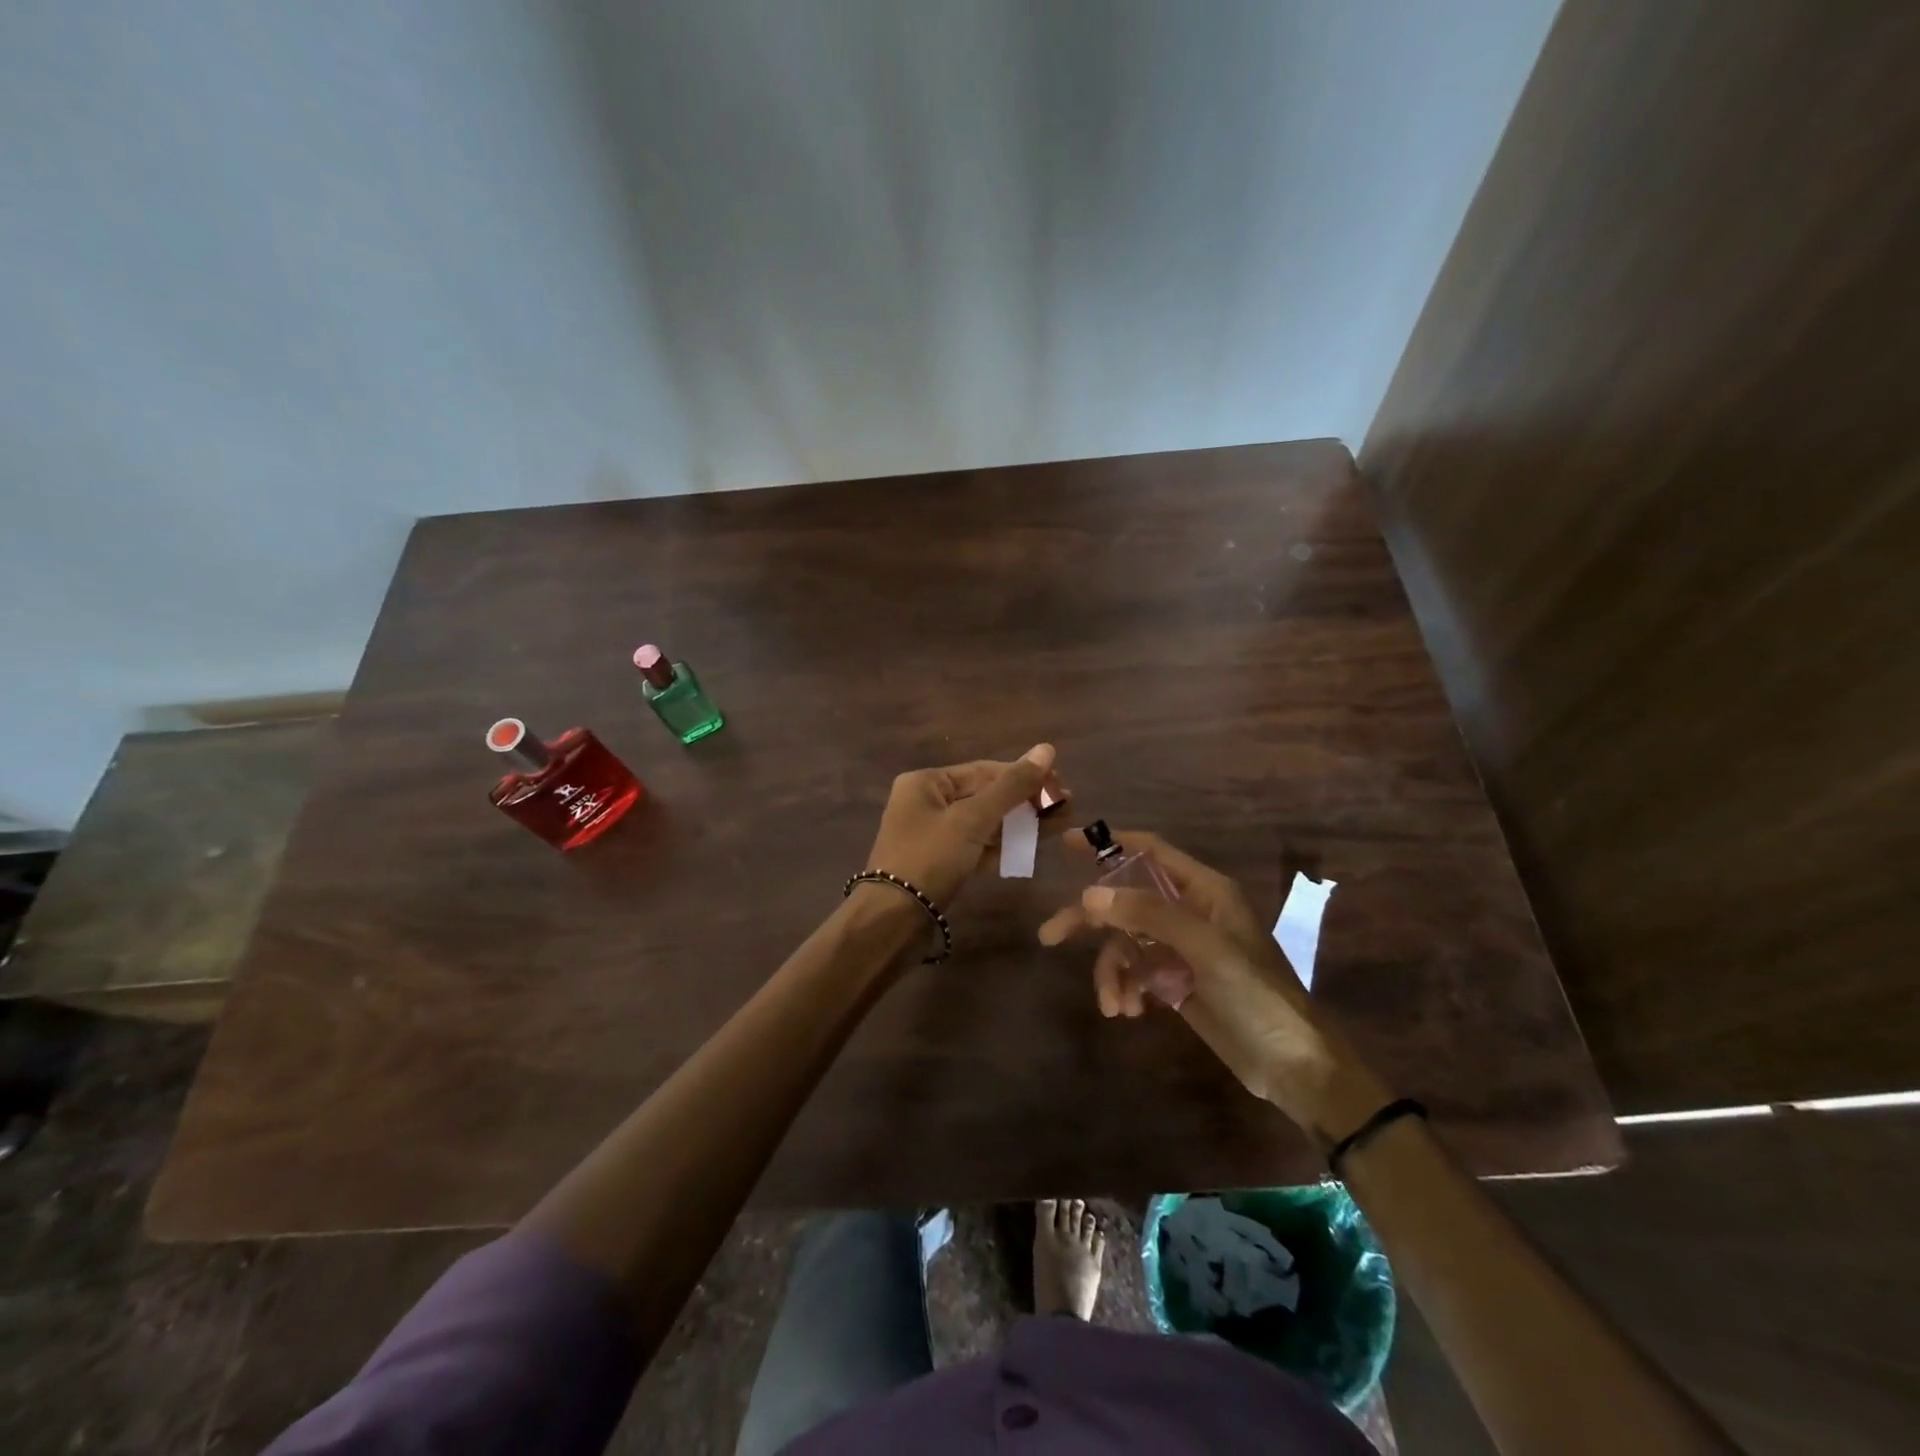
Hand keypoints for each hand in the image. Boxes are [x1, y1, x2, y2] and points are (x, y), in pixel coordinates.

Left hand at [864, 744, 1058, 908]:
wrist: (894, 921)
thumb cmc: (929, 858)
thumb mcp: (972, 819)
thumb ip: (1012, 787)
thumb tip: (1047, 749)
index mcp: (926, 782)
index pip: (984, 770)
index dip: (1023, 775)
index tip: (1060, 785)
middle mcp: (928, 803)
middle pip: (986, 795)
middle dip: (1026, 800)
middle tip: (1067, 804)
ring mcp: (935, 835)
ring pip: (985, 822)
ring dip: (1021, 822)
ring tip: (1061, 822)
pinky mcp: (943, 863)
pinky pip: (979, 845)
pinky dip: (1005, 844)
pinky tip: (1035, 844)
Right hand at [1038, 830, 1390, 1140]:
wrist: (1293, 1066)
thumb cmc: (1257, 995)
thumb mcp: (1205, 948)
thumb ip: (1150, 915)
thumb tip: (1090, 894)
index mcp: (1204, 891)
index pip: (1150, 852)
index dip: (1110, 844)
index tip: (1068, 844)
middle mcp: (1189, 912)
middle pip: (1127, 901)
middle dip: (1091, 920)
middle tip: (1051, 935)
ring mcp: (1181, 949)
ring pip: (1126, 943)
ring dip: (1112, 971)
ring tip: (1113, 1004)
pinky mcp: (1176, 982)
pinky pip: (1136, 972)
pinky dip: (1126, 988)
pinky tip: (1129, 1011)